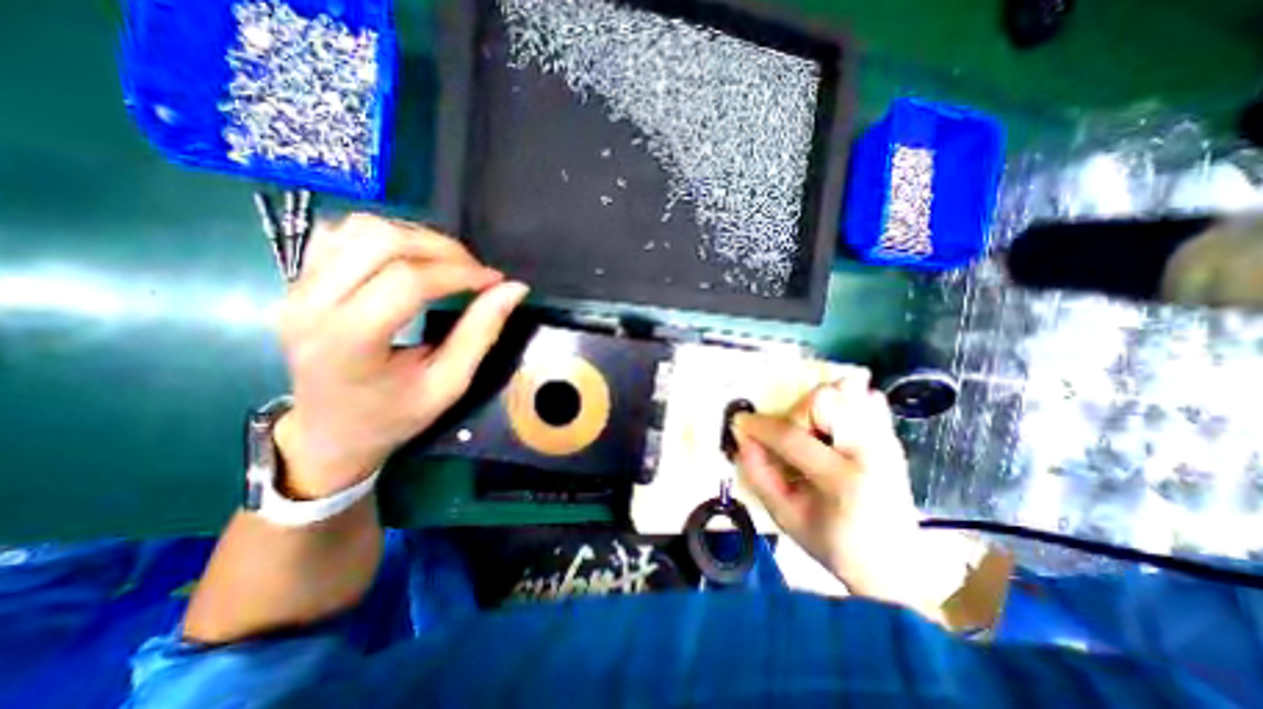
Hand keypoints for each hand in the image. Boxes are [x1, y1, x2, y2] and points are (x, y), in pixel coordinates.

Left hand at [275, 215, 529, 496]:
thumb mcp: (449, 384)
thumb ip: (481, 333)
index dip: (460, 273)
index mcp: (349, 343)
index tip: (495, 281)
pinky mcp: (298, 280)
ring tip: (448, 264)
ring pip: (360, 227)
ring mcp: (297, 287)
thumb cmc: (394, 416)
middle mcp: (312, 305)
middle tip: (475, 271)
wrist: (330, 431)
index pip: (407, 281)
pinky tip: (411, 259)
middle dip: (442, 248)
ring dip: (416, 237)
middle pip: (381, 241)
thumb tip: (515, 289)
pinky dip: (386, 236)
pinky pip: (342, 232)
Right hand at [737, 372, 930, 613]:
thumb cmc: (835, 546)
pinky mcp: (892, 438)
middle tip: (790, 438)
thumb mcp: (785, 517)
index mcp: (844, 481)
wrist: (894, 565)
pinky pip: (867, 399)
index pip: (792, 437)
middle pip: (823, 400)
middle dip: (795, 414)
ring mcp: (886, 441)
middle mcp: (872, 452)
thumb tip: (742, 438)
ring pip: (846, 391)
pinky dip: (845, 402)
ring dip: (818, 407)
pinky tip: (835, 427)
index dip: (759, 426)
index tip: (740, 422)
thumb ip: (759, 475)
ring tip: (813, 432)